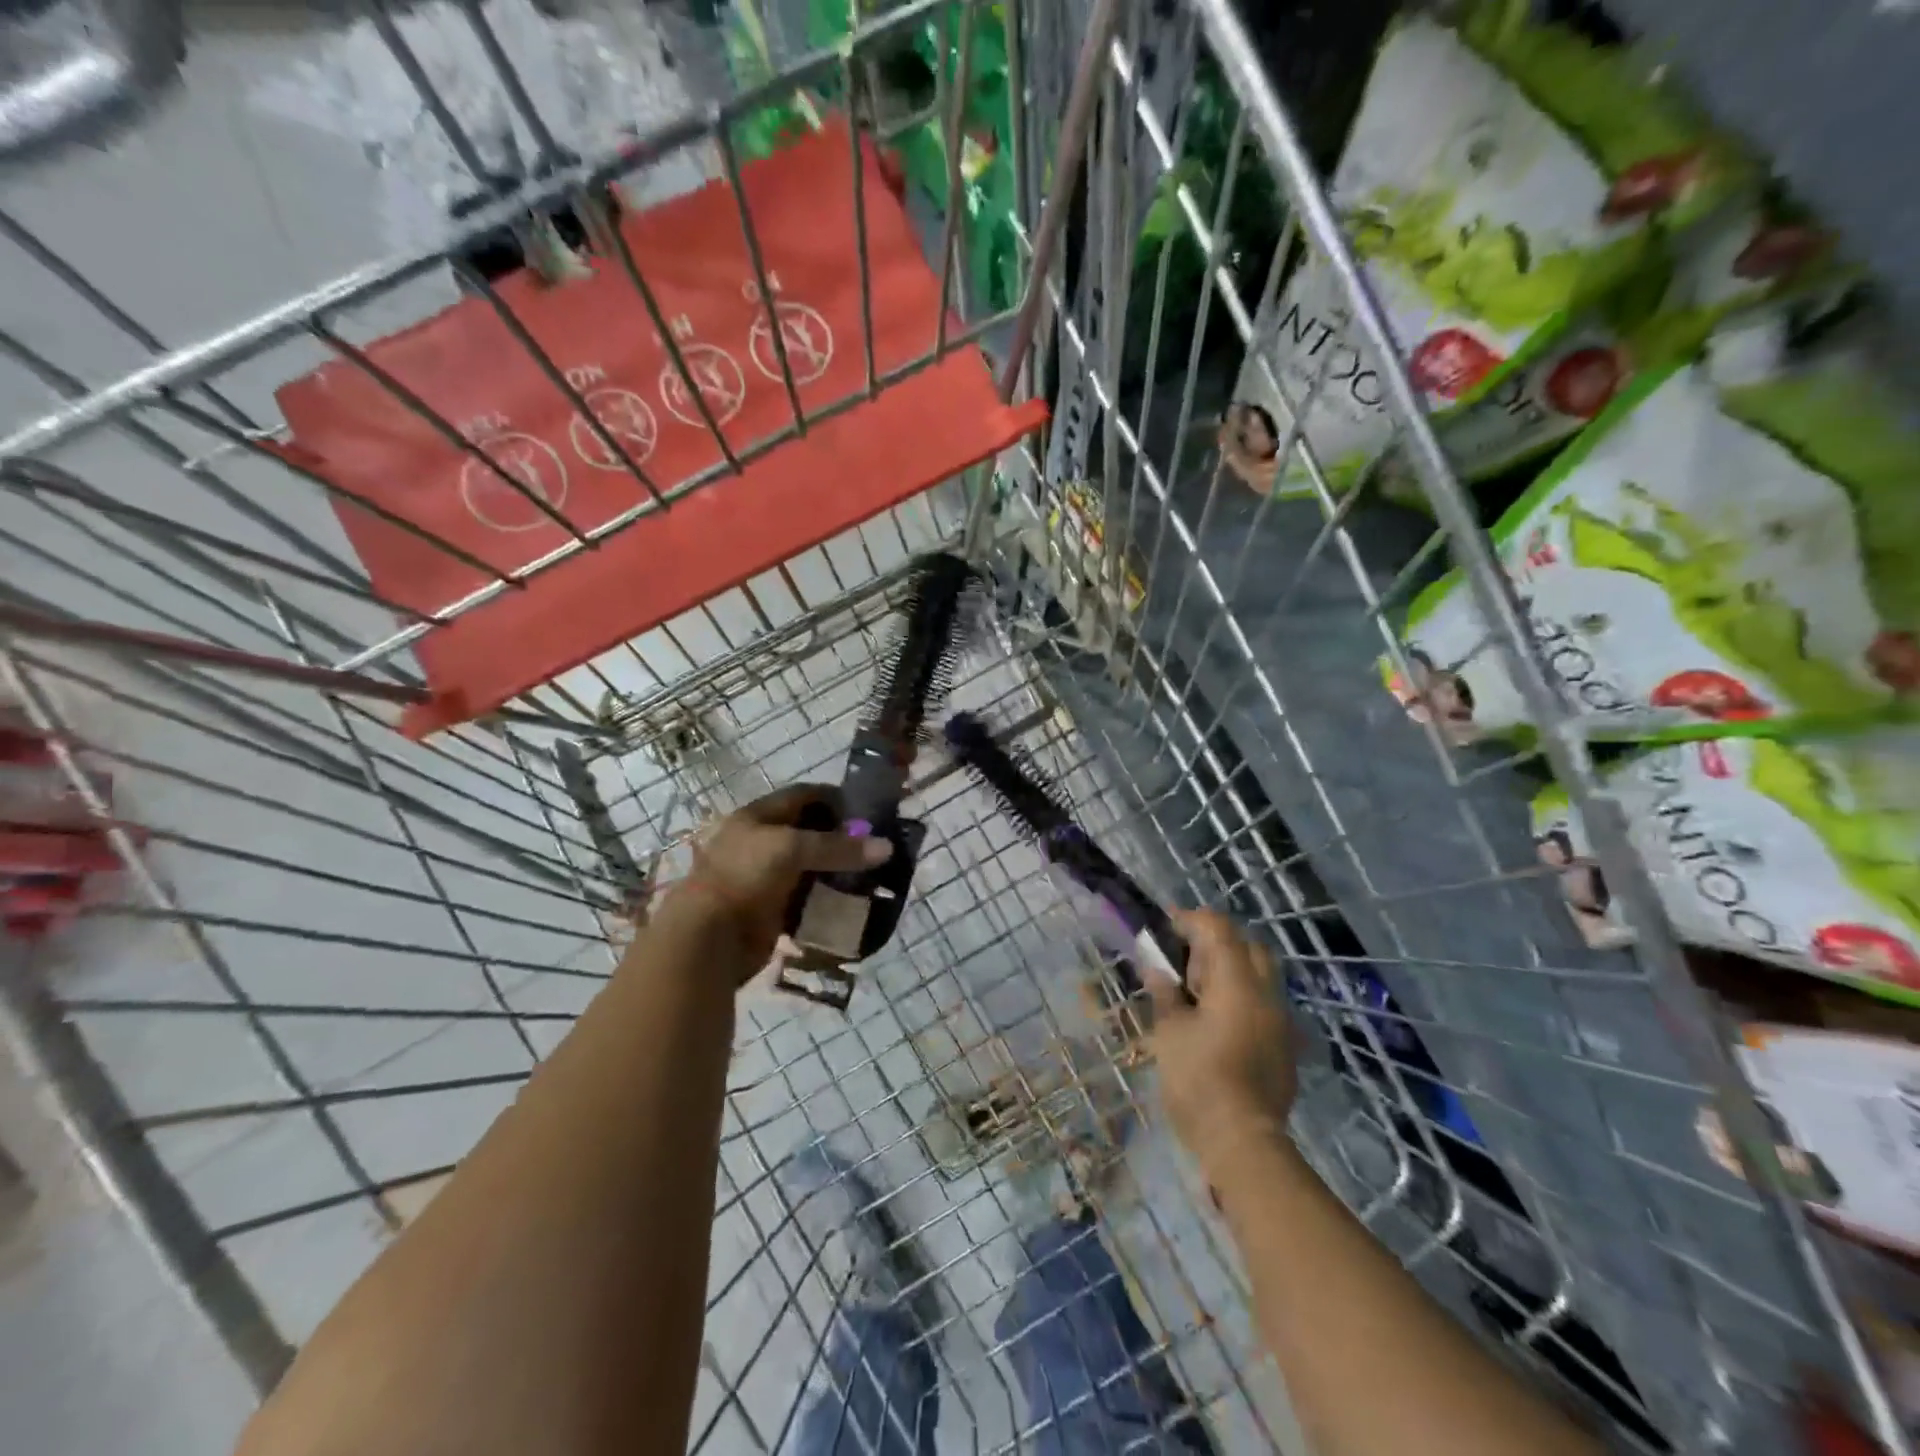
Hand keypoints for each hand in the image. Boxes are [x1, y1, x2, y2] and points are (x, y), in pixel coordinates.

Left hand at [668, 784, 891, 977]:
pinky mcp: (771, 909)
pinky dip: (827, 899)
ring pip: (810, 868)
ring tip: (872, 873)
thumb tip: (887, 847)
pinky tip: (852, 901)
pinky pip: (806, 899)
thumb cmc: (745, 876)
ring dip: (837, 871)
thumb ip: (838, 847)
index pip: (802, 796)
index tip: (868, 809)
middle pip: (808, 832)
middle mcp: (761, 843)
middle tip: (875, 844)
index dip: (834, 798)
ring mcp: (766, 878)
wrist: (709, 938)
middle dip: (841, 837)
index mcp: (758, 817)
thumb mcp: (792, 849)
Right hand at [1148, 910, 1296, 1175]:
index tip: (1165, 929)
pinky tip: (1216, 1022)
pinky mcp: (1285, 1046)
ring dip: (1230, 971)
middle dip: (1215, 943)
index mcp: (1238, 982)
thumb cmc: (1198, 1080)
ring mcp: (1281, 1021)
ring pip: (1260, 975)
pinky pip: (1264, 1004)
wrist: (1243, 1143)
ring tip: (1197, 993)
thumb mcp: (1170, 1031)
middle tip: (1184, 962)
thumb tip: (1155, 966)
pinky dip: (1241, 998)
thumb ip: (1165, 992)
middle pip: (1248, 946)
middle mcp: (1267, 993)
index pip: (1219, 928)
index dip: (1190, 921)